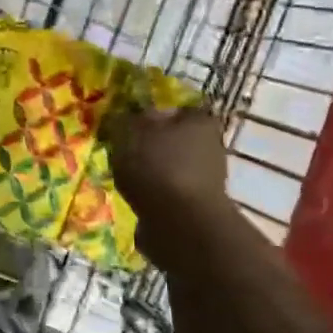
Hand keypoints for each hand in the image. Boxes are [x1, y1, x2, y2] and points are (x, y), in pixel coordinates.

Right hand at [106, 105, 230, 224]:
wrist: (180, 225)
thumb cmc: (157, 167)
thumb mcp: (130, 131)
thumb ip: (125, 119)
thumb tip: (125, 116)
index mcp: (199, 120)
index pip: (174, 107)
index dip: (150, 113)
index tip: (128, 122)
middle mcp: (210, 146)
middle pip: (172, 138)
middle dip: (149, 144)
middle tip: (121, 150)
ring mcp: (207, 179)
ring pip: (169, 167)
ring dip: (149, 172)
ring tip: (123, 177)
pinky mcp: (196, 206)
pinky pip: (168, 193)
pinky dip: (153, 195)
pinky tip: (135, 199)